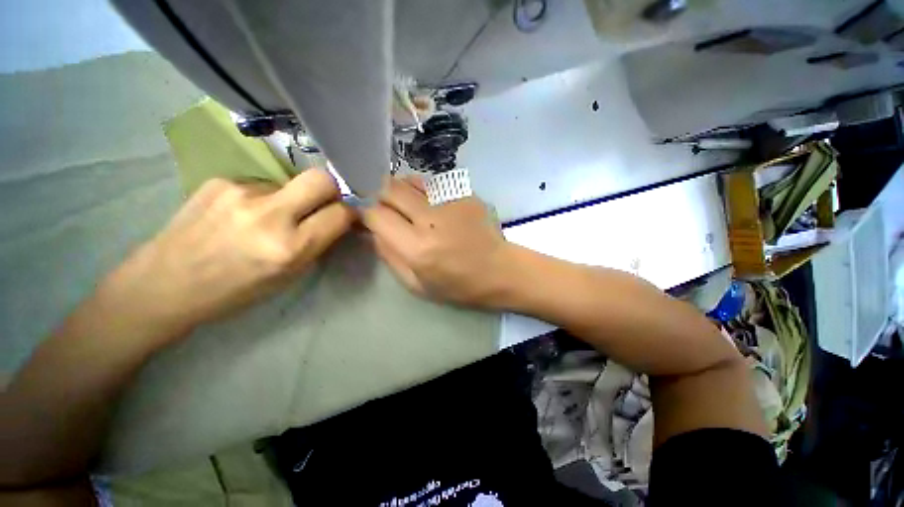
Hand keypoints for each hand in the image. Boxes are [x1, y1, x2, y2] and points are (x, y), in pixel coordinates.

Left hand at [102, 169, 353, 339]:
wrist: (163, 284)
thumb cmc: (233, 291)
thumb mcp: (288, 276)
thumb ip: (316, 244)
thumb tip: (335, 221)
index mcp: (289, 248)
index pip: (340, 214)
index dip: (349, 213)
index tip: (345, 217)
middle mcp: (268, 215)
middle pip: (321, 179)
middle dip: (331, 189)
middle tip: (323, 203)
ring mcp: (240, 193)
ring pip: (289, 183)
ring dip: (290, 198)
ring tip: (265, 218)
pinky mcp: (219, 181)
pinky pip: (260, 185)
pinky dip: (262, 198)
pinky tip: (241, 215)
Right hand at [362, 176, 513, 307]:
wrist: (499, 270)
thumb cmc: (458, 285)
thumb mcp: (416, 284)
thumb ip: (388, 255)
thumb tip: (372, 229)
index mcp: (418, 248)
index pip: (376, 214)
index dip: (366, 213)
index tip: (367, 218)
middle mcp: (431, 219)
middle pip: (389, 189)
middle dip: (380, 196)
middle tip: (386, 209)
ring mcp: (450, 201)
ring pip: (409, 180)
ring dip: (401, 191)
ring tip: (409, 207)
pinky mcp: (464, 193)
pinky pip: (432, 183)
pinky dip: (423, 191)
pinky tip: (432, 206)